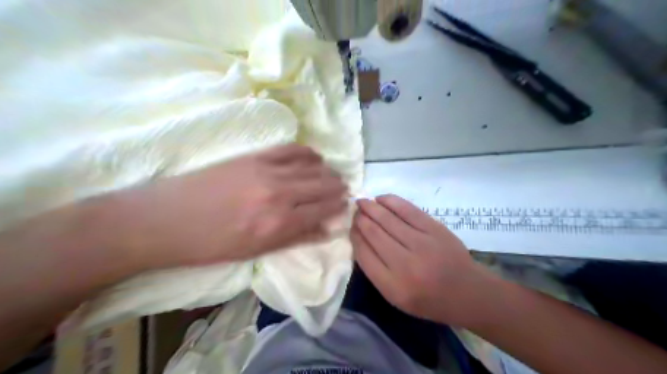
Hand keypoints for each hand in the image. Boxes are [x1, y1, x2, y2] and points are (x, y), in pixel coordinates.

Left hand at [121, 143, 348, 268]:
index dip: (337, 206)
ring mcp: (267, 170)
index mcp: (279, 223)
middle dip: (338, 187)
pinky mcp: (254, 156)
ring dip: (327, 170)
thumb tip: (325, 231)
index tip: (345, 204)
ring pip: (311, 166)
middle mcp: (280, 194)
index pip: (322, 210)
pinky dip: (307, 152)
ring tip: (333, 174)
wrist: (164, 219)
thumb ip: (295, 238)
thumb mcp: (256, 251)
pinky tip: (314, 156)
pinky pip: (290, 149)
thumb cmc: (210, 244)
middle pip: (322, 186)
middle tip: (344, 189)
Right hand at [352, 195, 497, 327]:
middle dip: (360, 219)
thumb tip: (360, 239)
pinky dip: (391, 202)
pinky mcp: (434, 229)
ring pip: (387, 220)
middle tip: (353, 211)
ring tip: (362, 202)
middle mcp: (405, 264)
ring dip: (371, 208)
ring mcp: (422, 244)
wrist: (467, 292)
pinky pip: (407, 210)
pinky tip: (381, 199)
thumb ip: (376, 271)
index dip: (354, 237)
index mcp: (393, 286)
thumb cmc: (429, 299)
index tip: (350, 227)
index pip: (364, 255)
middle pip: (374, 234)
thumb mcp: (396, 297)